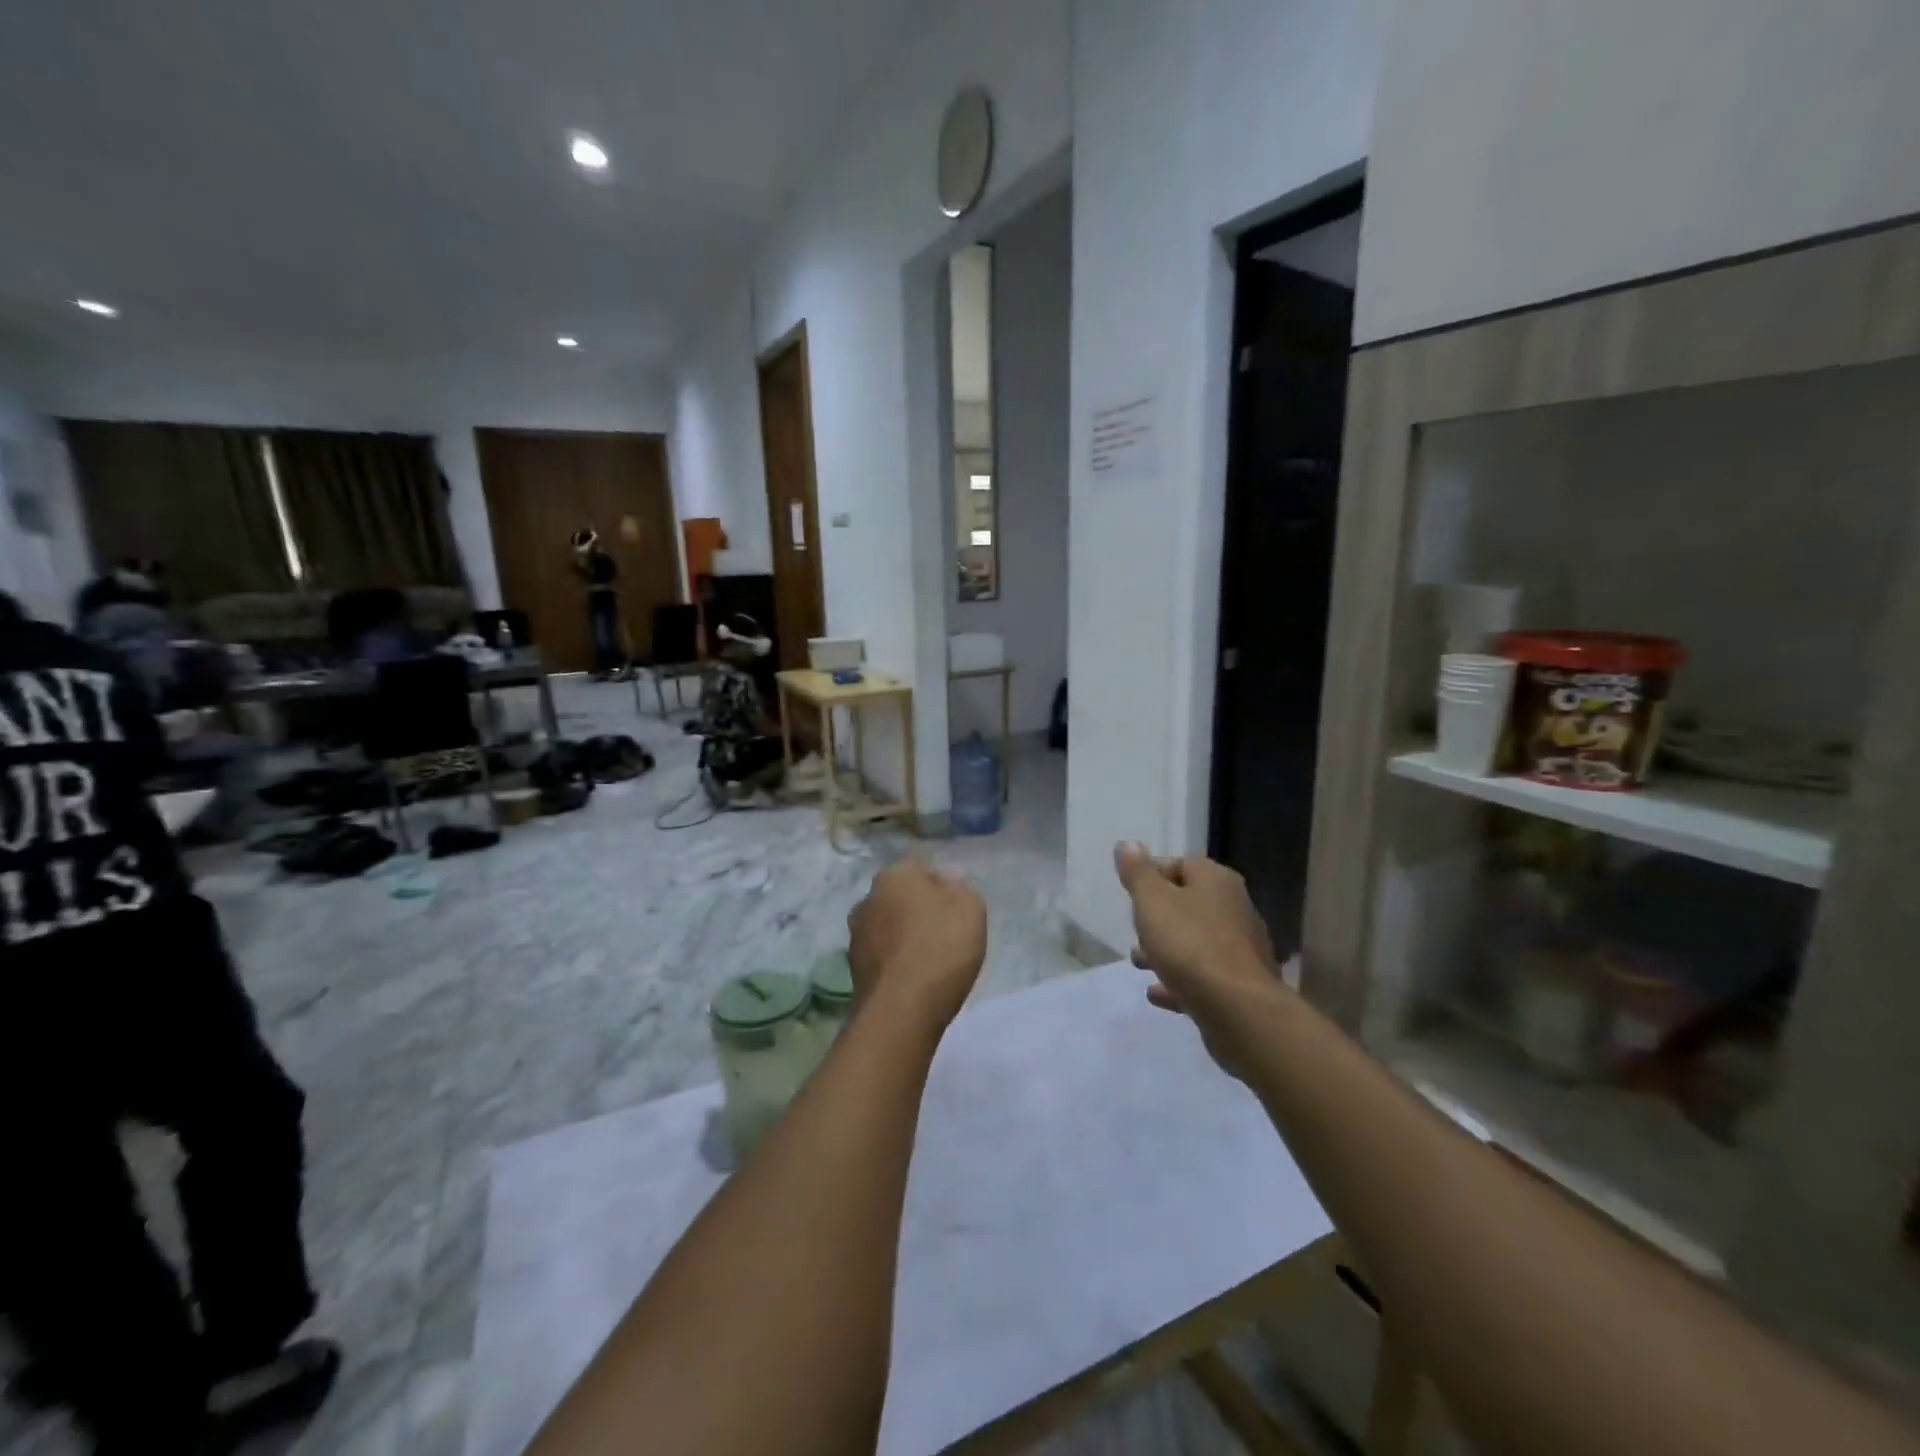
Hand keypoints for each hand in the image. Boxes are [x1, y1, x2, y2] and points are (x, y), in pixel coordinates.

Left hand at [848, 859, 987, 1032]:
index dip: (940, 885)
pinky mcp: (853, 969)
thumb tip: (947, 879)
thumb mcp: (970, 908)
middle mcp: (868, 898)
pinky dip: (896, 962)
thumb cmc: (942, 947)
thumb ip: (960, 887)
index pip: (919, 868)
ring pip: (888, 926)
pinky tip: (914, 978)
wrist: (902, 1009)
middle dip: (918, 909)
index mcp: (895, 875)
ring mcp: (856, 935)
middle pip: (900, 897)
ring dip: (904, 936)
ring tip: (930, 959)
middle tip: (945, 931)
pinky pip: (882, 955)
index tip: (957, 907)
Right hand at [1114, 843, 1284, 1073]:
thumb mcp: (1152, 901)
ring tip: (1138, 962)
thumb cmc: (1189, 944)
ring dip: (1165, 950)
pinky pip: (1203, 976)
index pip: (1181, 864)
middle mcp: (1235, 908)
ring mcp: (1241, 949)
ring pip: (1195, 942)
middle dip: (1158, 917)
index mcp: (1217, 881)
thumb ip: (1138, 873)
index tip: (1130, 893)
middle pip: (1189, 904)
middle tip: (1134, 929)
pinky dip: (1179, 980)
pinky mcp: (1240, 985)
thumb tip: (1127, 844)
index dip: (1152, 875)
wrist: (1237, 1009)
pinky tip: (1157, 993)